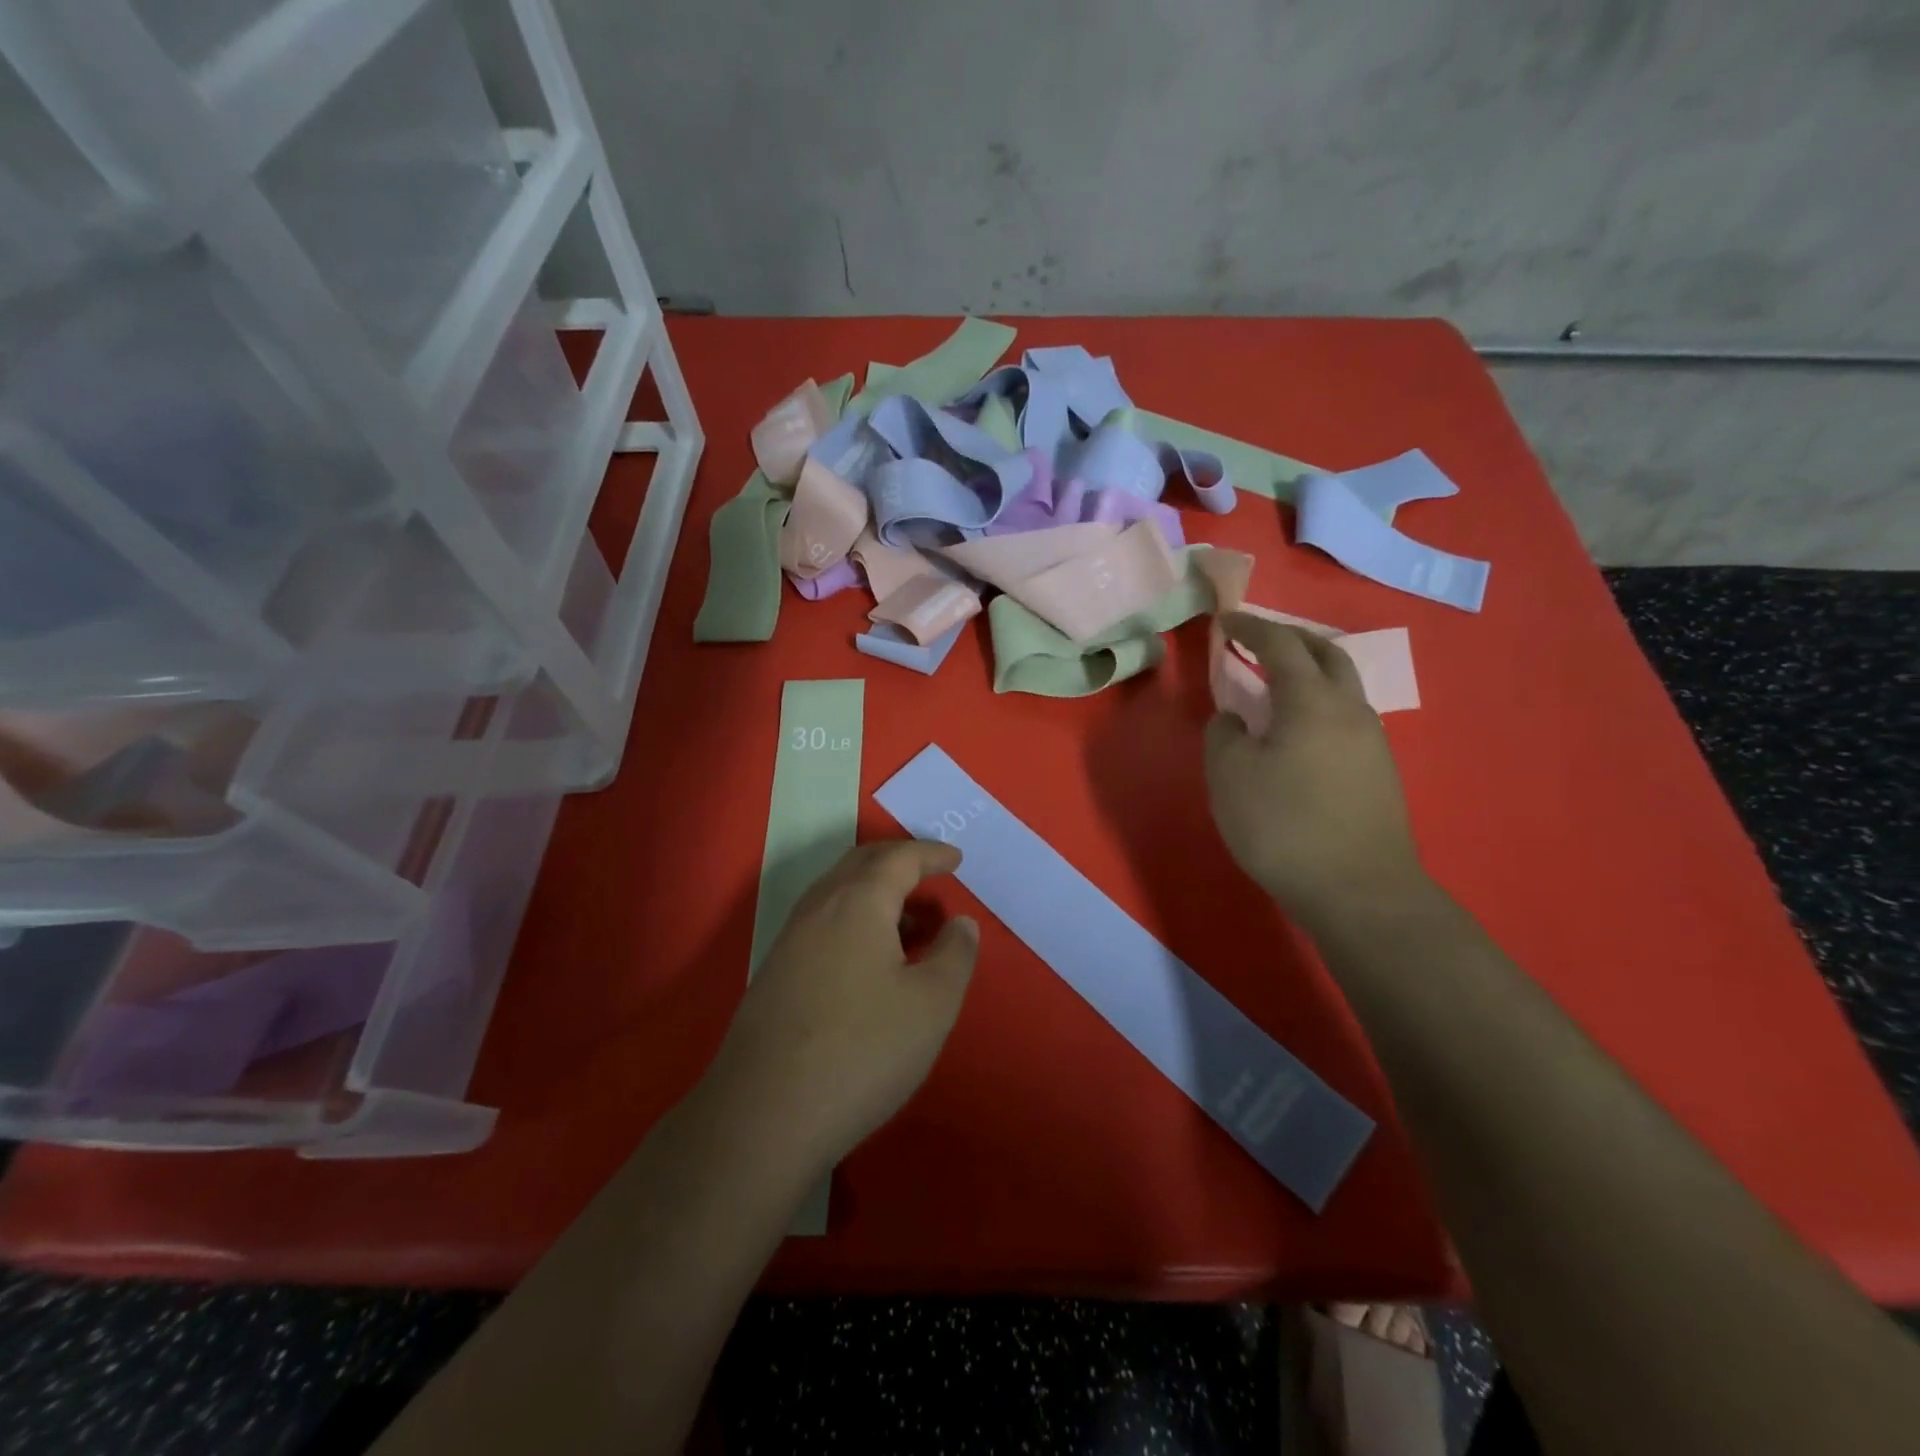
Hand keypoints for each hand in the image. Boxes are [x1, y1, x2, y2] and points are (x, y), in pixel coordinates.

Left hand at [713, 841, 978, 1169]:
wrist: (763, 1116)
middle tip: (931, 875)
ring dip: (874, 892)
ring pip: (836, 893)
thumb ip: (955, 954)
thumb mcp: (932, 1004)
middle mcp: (818, 909)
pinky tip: (868, 960)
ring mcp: (789, 941)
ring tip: (909, 922)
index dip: (931, 854)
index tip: (956, 859)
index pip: (899, 858)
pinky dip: (854, 919)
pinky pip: (822, 923)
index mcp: (858, 902)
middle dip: (899, 861)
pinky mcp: (774, 975)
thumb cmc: (862, 1050)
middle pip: (860, 864)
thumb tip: (960, 922)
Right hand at [1204, 613, 1426, 924]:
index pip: (1280, 645)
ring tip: (1276, 686)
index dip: (1250, 627)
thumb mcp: (1229, 776)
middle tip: (1258, 642)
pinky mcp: (1380, 771)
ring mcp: (1372, 741)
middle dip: (1290, 639)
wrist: (1359, 891)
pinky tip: (1299, 733)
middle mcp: (1350, 709)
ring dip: (1309, 672)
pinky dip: (1319, 704)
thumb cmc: (1284, 825)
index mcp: (1311, 701)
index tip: (1225, 620)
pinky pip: (1346, 717)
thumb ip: (1224, 734)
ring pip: (1342, 686)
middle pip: (1326, 654)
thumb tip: (1236, 719)